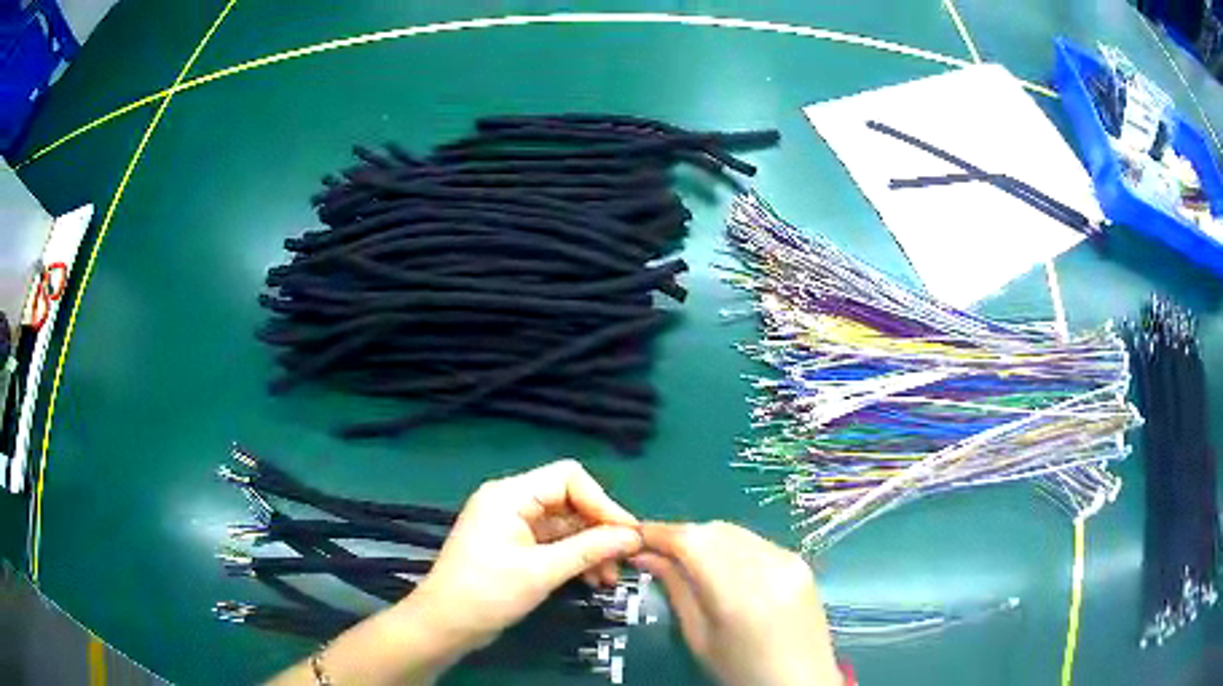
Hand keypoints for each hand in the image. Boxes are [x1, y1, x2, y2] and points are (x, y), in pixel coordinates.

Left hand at [404, 459, 642, 657]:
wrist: (444, 625)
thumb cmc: (487, 594)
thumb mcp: (541, 572)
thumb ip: (590, 550)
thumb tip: (634, 536)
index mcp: (510, 495)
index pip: (568, 478)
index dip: (602, 502)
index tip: (627, 534)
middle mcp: (511, 502)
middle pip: (569, 501)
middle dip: (599, 530)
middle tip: (625, 560)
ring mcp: (513, 525)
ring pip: (565, 525)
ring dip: (591, 548)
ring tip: (610, 579)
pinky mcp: (515, 547)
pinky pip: (554, 543)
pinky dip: (575, 558)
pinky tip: (593, 580)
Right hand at [634, 521, 842, 685]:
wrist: (801, 682)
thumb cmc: (741, 671)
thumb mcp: (699, 638)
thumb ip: (675, 590)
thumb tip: (645, 556)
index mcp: (738, 593)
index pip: (691, 540)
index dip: (658, 532)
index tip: (633, 536)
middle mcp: (767, 566)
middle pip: (713, 530)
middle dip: (681, 535)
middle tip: (657, 553)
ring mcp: (789, 560)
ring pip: (734, 531)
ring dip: (705, 538)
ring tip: (686, 560)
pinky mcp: (800, 561)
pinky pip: (756, 542)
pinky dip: (731, 546)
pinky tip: (722, 567)